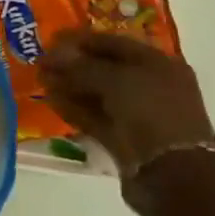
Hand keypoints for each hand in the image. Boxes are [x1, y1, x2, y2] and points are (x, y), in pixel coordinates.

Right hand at [40, 32, 214, 202]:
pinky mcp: (124, 139)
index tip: (51, 39)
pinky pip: (95, 117)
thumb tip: (52, 55)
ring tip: (41, 80)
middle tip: (41, 62)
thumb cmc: (152, 113)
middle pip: (104, 68)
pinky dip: (74, 109)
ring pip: (98, 94)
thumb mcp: (116, 80)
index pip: (114, 43)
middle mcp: (150, 86)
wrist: (173, 175)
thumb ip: (81, 66)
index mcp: (158, 64)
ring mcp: (137, 114)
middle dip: (72, 64)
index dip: (81, 39)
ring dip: (69, 86)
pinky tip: (50, 100)